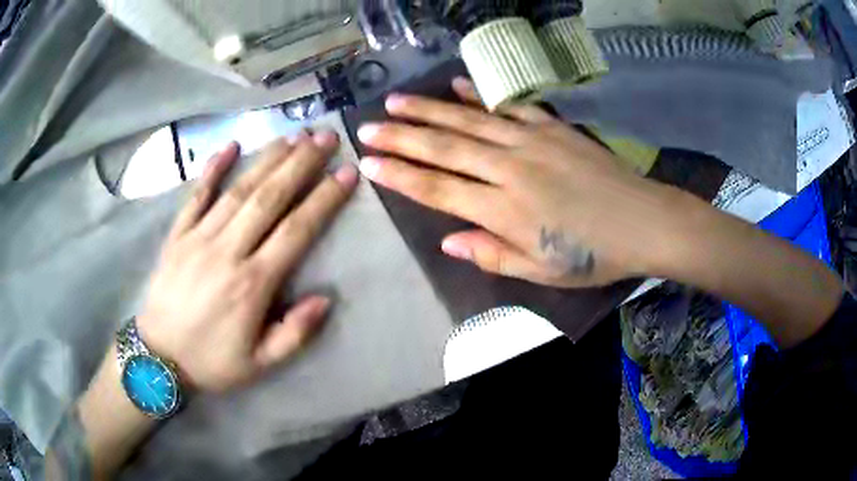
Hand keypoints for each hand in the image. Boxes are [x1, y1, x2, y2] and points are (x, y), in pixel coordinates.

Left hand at [137, 132, 357, 391]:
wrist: (159, 358)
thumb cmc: (212, 361)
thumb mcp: (260, 364)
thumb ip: (295, 334)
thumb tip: (326, 298)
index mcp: (252, 285)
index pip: (296, 230)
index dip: (324, 199)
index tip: (346, 172)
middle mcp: (227, 252)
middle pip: (269, 198)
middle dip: (301, 163)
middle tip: (325, 136)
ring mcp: (198, 238)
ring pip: (238, 190)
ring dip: (267, 159)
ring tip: (293, 135)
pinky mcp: (176, 235)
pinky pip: (196, 196)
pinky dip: (212, 169)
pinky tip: (230, 145)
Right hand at [356, 78, 681, 287]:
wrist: (643, 222)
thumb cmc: (593, 255)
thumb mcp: (542, 271)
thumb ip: (492, 255)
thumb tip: (448, 241)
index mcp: (504, 210)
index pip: (438, 189)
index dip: (400, 176)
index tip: (369, 163)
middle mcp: (509, 168)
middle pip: (444, 148)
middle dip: (401, 137)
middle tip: (367, 127)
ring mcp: (531, 141)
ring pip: (468, 121)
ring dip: (429, 109)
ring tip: (396, 100)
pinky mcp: (552, 127)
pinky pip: (509, 107)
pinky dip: (481, 96)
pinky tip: (458, 85)